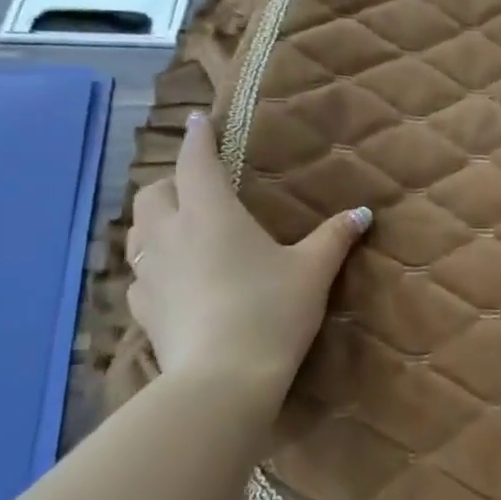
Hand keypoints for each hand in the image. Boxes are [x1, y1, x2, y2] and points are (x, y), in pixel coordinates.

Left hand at [125, 113, 369, 389]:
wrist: (223, 378)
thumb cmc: (272, 311)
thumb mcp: (313, 272)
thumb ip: (335, 237)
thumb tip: (363, 212)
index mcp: (211, 213)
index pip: (196, 161)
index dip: (198, 137)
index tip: (198, 120)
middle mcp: (169, 234)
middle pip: (153, 192)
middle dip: (171, 182)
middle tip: (196, 189)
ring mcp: (148, 272)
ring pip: (136, 231)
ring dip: (154, 221)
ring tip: (179, 229)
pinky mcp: (141, 308)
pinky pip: (138, 274)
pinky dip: (153, 265)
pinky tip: (173, 280)